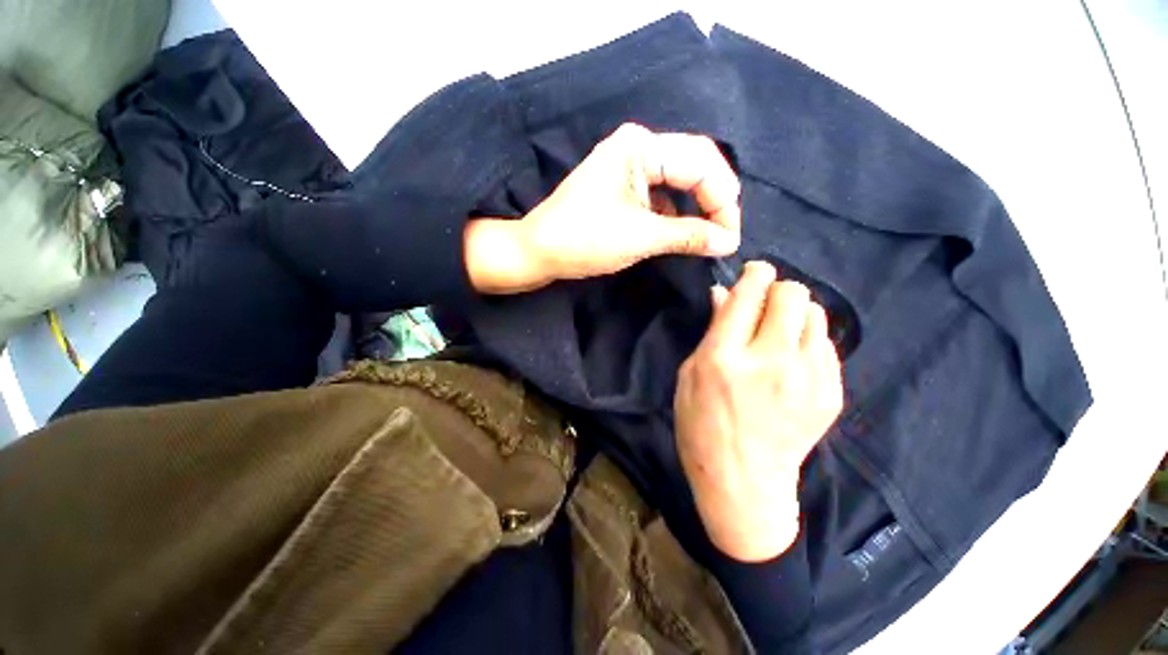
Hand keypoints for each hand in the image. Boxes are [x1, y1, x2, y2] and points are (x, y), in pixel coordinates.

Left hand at [465, 123, 740, 293]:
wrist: (538, 252)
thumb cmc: (585, 240)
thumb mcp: (641, 237)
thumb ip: (689, 236)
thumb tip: (729, 242)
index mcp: (641, 147)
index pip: (701, 163)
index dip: (723, 200)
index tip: (731, 237)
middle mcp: (637, 148)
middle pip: (693, 168)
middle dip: (713, 202)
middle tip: (725, 236)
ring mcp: (628, 168)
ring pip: (678, 183)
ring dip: (696, 210)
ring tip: (709, 237)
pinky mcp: (622, 188)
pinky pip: (660, 197)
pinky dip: (675, 215)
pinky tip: (682, 234)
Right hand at [674, 261, 843, 561]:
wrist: (743, 482)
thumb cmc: (701, 425)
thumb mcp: (690, 375)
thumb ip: (711, 330)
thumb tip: (723, 293)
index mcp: (725, 358)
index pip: (749, 294)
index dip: (754, 274)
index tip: (754, 272)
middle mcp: (769, 362)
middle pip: (792, 294)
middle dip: (777, 290)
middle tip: (764, 306)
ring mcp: (807, 379)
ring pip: (815, 313)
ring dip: (795, 314)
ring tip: (779, 334)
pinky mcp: (830, 394)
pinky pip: (825, 344)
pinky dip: (807, 341)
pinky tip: (792, 361)